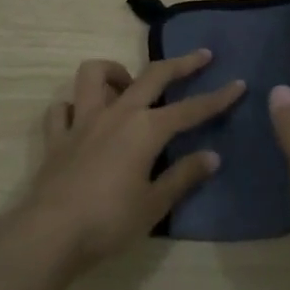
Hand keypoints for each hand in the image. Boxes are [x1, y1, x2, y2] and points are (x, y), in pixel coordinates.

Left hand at [26, 50, 245, 268]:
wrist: (50, 234)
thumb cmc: (110, 221)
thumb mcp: (155, 203)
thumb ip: (183, 176)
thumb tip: (212, 156)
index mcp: (146, 129)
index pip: (190, 109)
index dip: (218, 98)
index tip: (239, 84)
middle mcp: (116, 114)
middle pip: (152, 76)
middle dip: (181, 64)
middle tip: (202, 55)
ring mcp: (82, 122)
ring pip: (94, 75)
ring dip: (115, 72)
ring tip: (128, 84)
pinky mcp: (57, 137)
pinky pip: (62, 108)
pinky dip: (73, 106)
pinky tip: (83, 117)